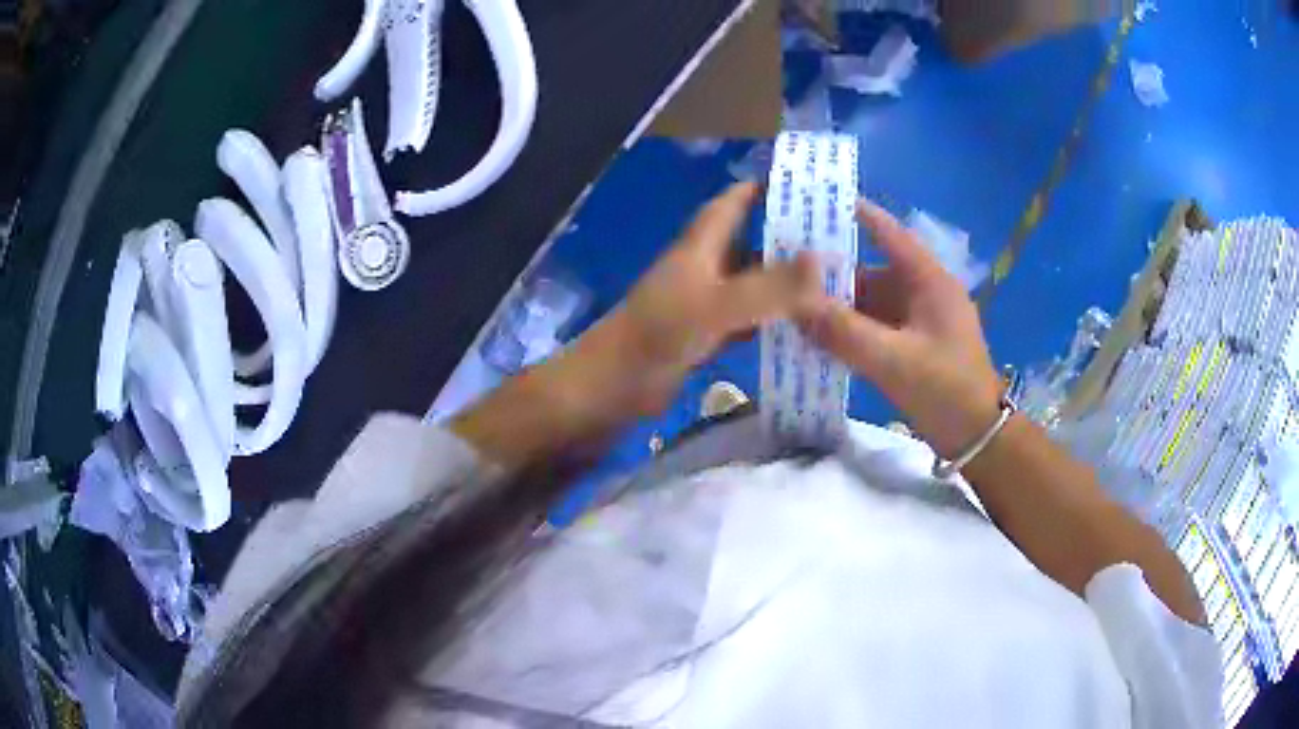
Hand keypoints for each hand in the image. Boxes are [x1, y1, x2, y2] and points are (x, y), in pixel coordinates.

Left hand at [571, 181, 820, 418]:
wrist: (613, 386)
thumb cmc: (659, 334)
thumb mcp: (716, 305)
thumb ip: (769, 286)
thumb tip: (822, 260)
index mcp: (699, 249)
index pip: (729, 206)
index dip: (757, 190)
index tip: (799, 184)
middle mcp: (702, 270)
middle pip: (747, 244)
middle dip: (784, 239)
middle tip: (834, 240)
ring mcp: (703, 306)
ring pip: (750, 285)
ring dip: (782, 283)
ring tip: (831, 281)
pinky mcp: (704, 338)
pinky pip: (746, 322)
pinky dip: (772, 321)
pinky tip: (802, 326)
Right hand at [798, 200, 1003, 457]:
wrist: (977, 438)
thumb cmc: (946, 389)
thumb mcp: (895, 361)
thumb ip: (844, 333)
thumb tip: (794, 305)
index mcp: (929, 282)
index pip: (891, 233)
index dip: (858, 214)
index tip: (818, 201)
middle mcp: (922, 293)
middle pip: (872, 270)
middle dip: (832, 270)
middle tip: (786, 267)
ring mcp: (917, 322)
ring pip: (869, 302)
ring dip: (836, 306)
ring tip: (792, 304)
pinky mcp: (911, 347)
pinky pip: (872, 328)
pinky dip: (847, 331)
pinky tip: (816, 337)